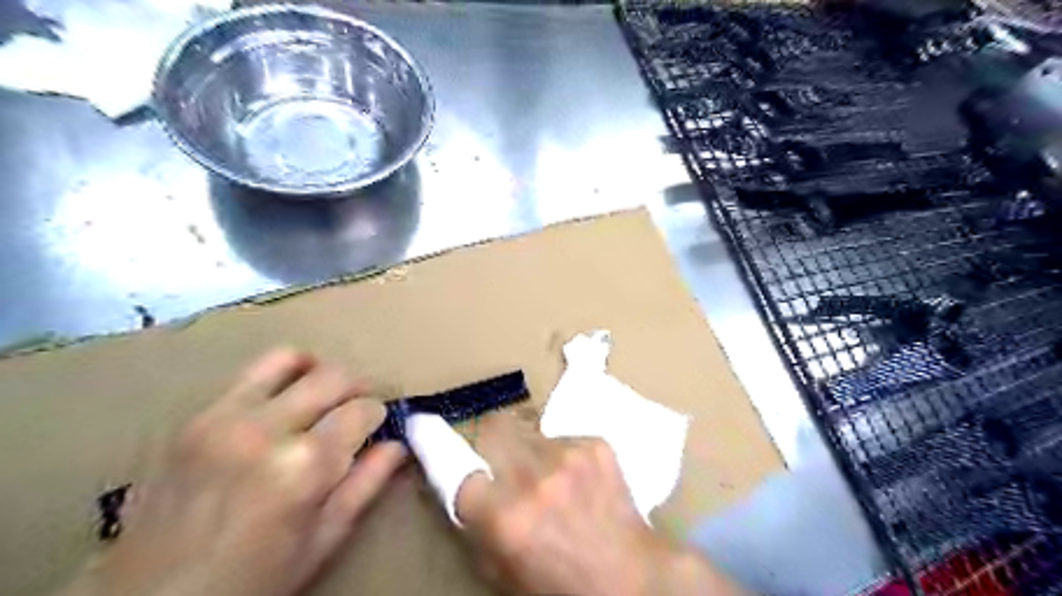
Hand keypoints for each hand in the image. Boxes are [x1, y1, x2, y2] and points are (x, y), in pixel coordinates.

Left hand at [64, 347, 406, 594]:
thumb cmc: (252, 579)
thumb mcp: (323, 541)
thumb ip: (366, 485)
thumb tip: (396, 445)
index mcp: (305, 466)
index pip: (363, 410)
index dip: (377, 415)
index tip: (374, 428)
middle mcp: (268, 429)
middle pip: (334, 376)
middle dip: (356, 388)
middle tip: (355, 410)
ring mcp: (226, 417)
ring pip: (291, 358)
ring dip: (317, 372)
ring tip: (320, 395)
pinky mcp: (198, 416)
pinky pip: (250, 373)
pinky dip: (279, 377)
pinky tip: (282, 403)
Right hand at [457, 413, 745, 595]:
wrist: (632, 577)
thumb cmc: (562, 586)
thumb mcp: (504, 572)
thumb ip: (477, 528)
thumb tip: (464, 488)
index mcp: (504, 518)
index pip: (456, 467)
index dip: (442, 448)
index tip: (429, 426)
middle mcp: (533, 479)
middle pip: (493, 427)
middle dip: (489, 436)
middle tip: (499, 453)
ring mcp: (568, 456)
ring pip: (529, 432)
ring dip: (530, 450)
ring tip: (548, 476)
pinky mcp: (595, 444)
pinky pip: (563, 438)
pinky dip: (562, 454)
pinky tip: (578, 479)